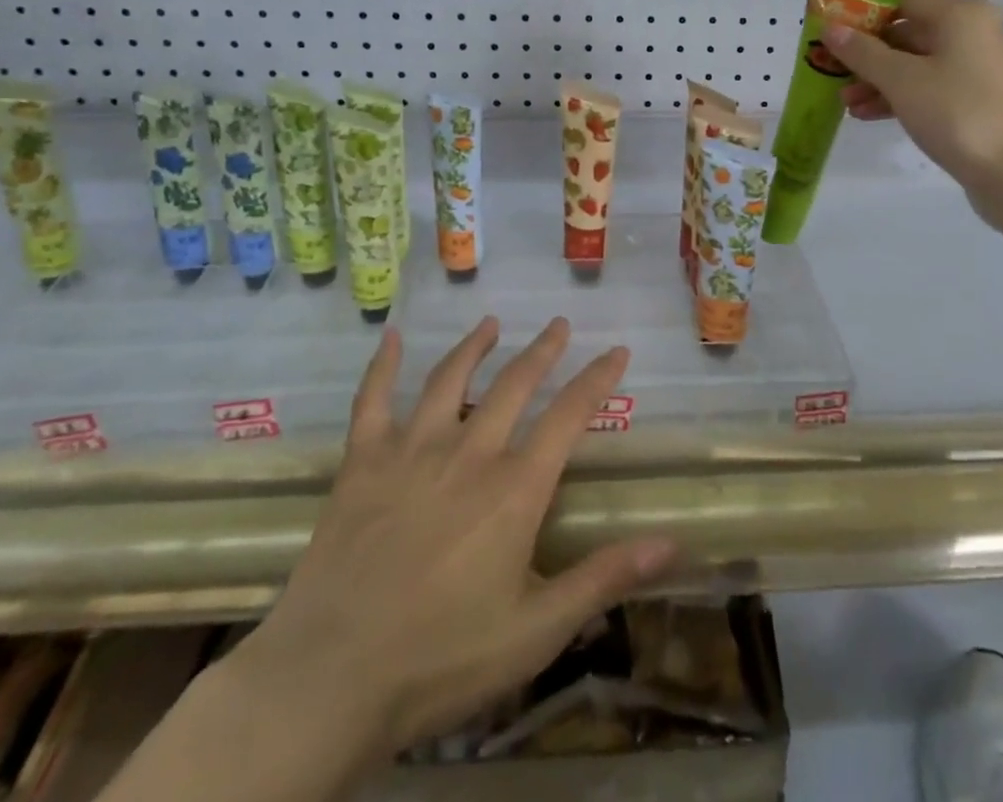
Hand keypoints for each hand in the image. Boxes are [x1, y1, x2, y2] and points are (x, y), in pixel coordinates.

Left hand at [211, 318, 675, 794]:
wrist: (330, 680)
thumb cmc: (442, 660)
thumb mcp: (537, 631)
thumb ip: (604, 579)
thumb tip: (673, 542)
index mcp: (514, 489)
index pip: (569, 416)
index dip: (598, 379)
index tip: (617, 350)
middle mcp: (468, 453)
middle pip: (514, 384)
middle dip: (542, 350)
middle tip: (559, 324)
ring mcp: (411, 451)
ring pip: (450, 379)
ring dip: (475, 346)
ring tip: (492, 323)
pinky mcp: (363, 463)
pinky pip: (373, 401)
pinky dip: (381, 366)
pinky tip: (389, 337)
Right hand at [823, 0, 1002, 205]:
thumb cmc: (955, 112)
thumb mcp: (900, 79)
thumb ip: (861, 52)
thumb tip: (831, 28)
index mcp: (958, 15)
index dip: (865, 11)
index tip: (836, 33)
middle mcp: (970, 33)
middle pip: (907, 30)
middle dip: (867, 52)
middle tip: (833, 70)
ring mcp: (974, 67)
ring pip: (914, 62)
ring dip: (877, 78)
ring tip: (845, 101)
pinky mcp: (974, 98)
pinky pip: (928, 86)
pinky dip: (898, 95)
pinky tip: (867, 114)